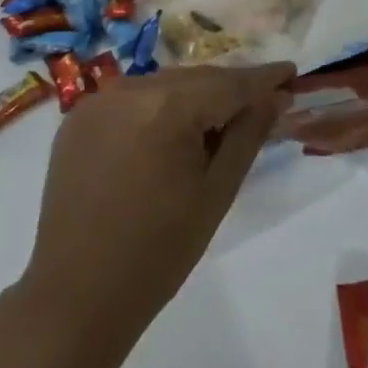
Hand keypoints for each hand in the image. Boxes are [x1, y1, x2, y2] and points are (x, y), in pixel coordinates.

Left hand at [20, 63, 294, 337]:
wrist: (77, 295)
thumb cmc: (158, 252)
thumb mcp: (215, 193)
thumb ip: (247, 136)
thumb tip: (275, 96)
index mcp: (167, 106)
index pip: (228, 83)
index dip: (263, 78)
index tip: (291, 71)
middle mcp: (130, 88)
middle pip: (194, 79)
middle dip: (228, 89)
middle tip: (263, 100)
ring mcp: (98, 100)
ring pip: (162, 86)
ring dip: (192, 98)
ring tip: (218, 121)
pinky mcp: (78, 117)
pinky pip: (130, 100)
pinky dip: (156, 109)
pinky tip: (169, 134)